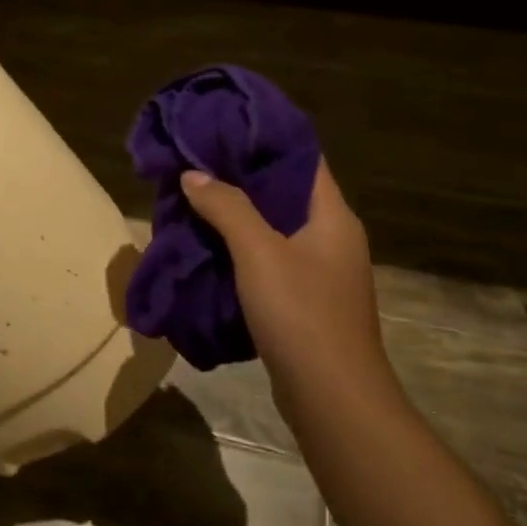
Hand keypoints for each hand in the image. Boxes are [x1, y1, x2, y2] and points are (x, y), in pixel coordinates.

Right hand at [180, 161, 391, 402]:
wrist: (332, 398)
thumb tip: (193, 173)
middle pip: (284, 192)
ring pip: (274, 227)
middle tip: (197, 163)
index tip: (223, 128)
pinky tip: (208, 245)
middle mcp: (332, 237)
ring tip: (194, 198)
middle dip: (240, 178)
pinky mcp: (305, 299)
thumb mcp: (259, 252)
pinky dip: (240, 247)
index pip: (303, 159)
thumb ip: (227, 207)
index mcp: (332, 217)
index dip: (265, 140)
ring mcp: (321, 271)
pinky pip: (269, 258)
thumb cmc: (302, 314)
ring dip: (237, 214)